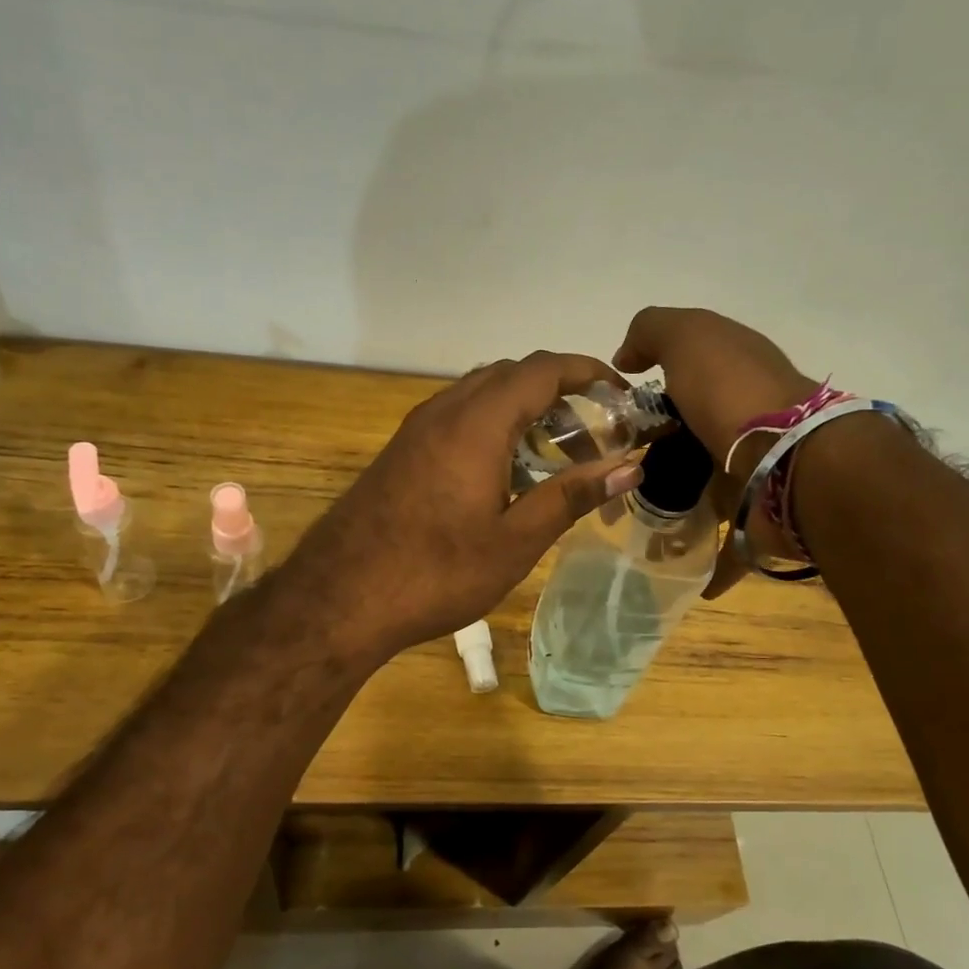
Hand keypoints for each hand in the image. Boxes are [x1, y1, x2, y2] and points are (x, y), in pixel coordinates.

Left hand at [293, 352, 644, 661]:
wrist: (339, 598)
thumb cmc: (436, 573)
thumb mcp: (515, 541)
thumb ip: (571, 496)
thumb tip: (629, 467)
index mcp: (476, 423)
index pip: (541, 369)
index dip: (587, 371)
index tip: (621, 394)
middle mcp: (443, 411)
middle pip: (510, 375)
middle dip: (559, 391)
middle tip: (594, 432)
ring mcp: (416, 430)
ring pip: (480, 394)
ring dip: (523, 409)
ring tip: (557, 453)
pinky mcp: (401, 451)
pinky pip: (457, 417)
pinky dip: (493, 426)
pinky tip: (505, 472)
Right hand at [613, 307, 818, 596]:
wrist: (794, 461)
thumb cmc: (735, 394)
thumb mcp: (689, 337)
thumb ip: (652, 331)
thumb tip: (625, 356)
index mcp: (732, 373)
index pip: (684, 377)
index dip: (647, 392)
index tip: (611, 419)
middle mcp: (746, 419)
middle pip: (689, 436)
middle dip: (654, 456)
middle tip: (612, 477)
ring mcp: (755, 469)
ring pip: (705, 490)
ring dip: (675, 508)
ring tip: (633, 527)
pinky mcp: (760, 517)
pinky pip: (730, 544)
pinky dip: (710, 562)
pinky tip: (682, 574)